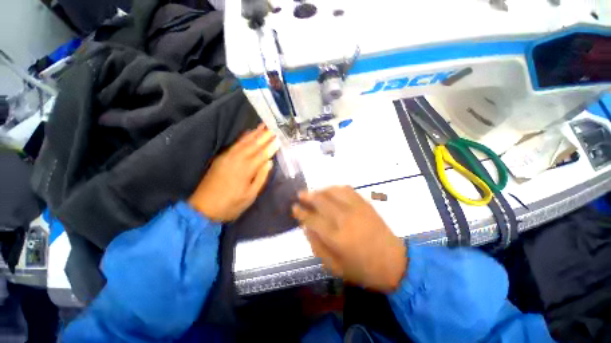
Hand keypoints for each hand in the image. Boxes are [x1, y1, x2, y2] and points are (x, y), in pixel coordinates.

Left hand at [189, 124, 277, 221]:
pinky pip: (235, 144)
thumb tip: (269, 162)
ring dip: (255, 133)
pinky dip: (243, 137)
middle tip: (274, 127)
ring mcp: (228, 157)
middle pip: (254, 144)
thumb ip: (261, 177)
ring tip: (264, 125)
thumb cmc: (231, 204)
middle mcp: (237, 159)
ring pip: (244, 141)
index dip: (272, 146)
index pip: (263, 154)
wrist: (203, 208)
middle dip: (265, 135)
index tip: (280, 138)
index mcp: (246, 169)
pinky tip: (248, 132)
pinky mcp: (221, 157)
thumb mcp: (250, 195)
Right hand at [292, 186, 406, 292]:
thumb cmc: (362, 269)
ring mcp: (356, 208)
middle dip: (308, 196)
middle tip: (300, 194)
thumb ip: (317, 246)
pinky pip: (347, 190)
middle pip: (321, 201)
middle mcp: (344, 219)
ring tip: (314, 192)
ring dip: (321, 190)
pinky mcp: (365, 204)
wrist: (394, 262)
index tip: (294, 207)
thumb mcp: (335, 267)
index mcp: (336, 237)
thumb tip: (306, 227)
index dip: (301, 212)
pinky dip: (336, 188)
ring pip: (333, 191)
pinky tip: (331, 190)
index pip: (312, 219)